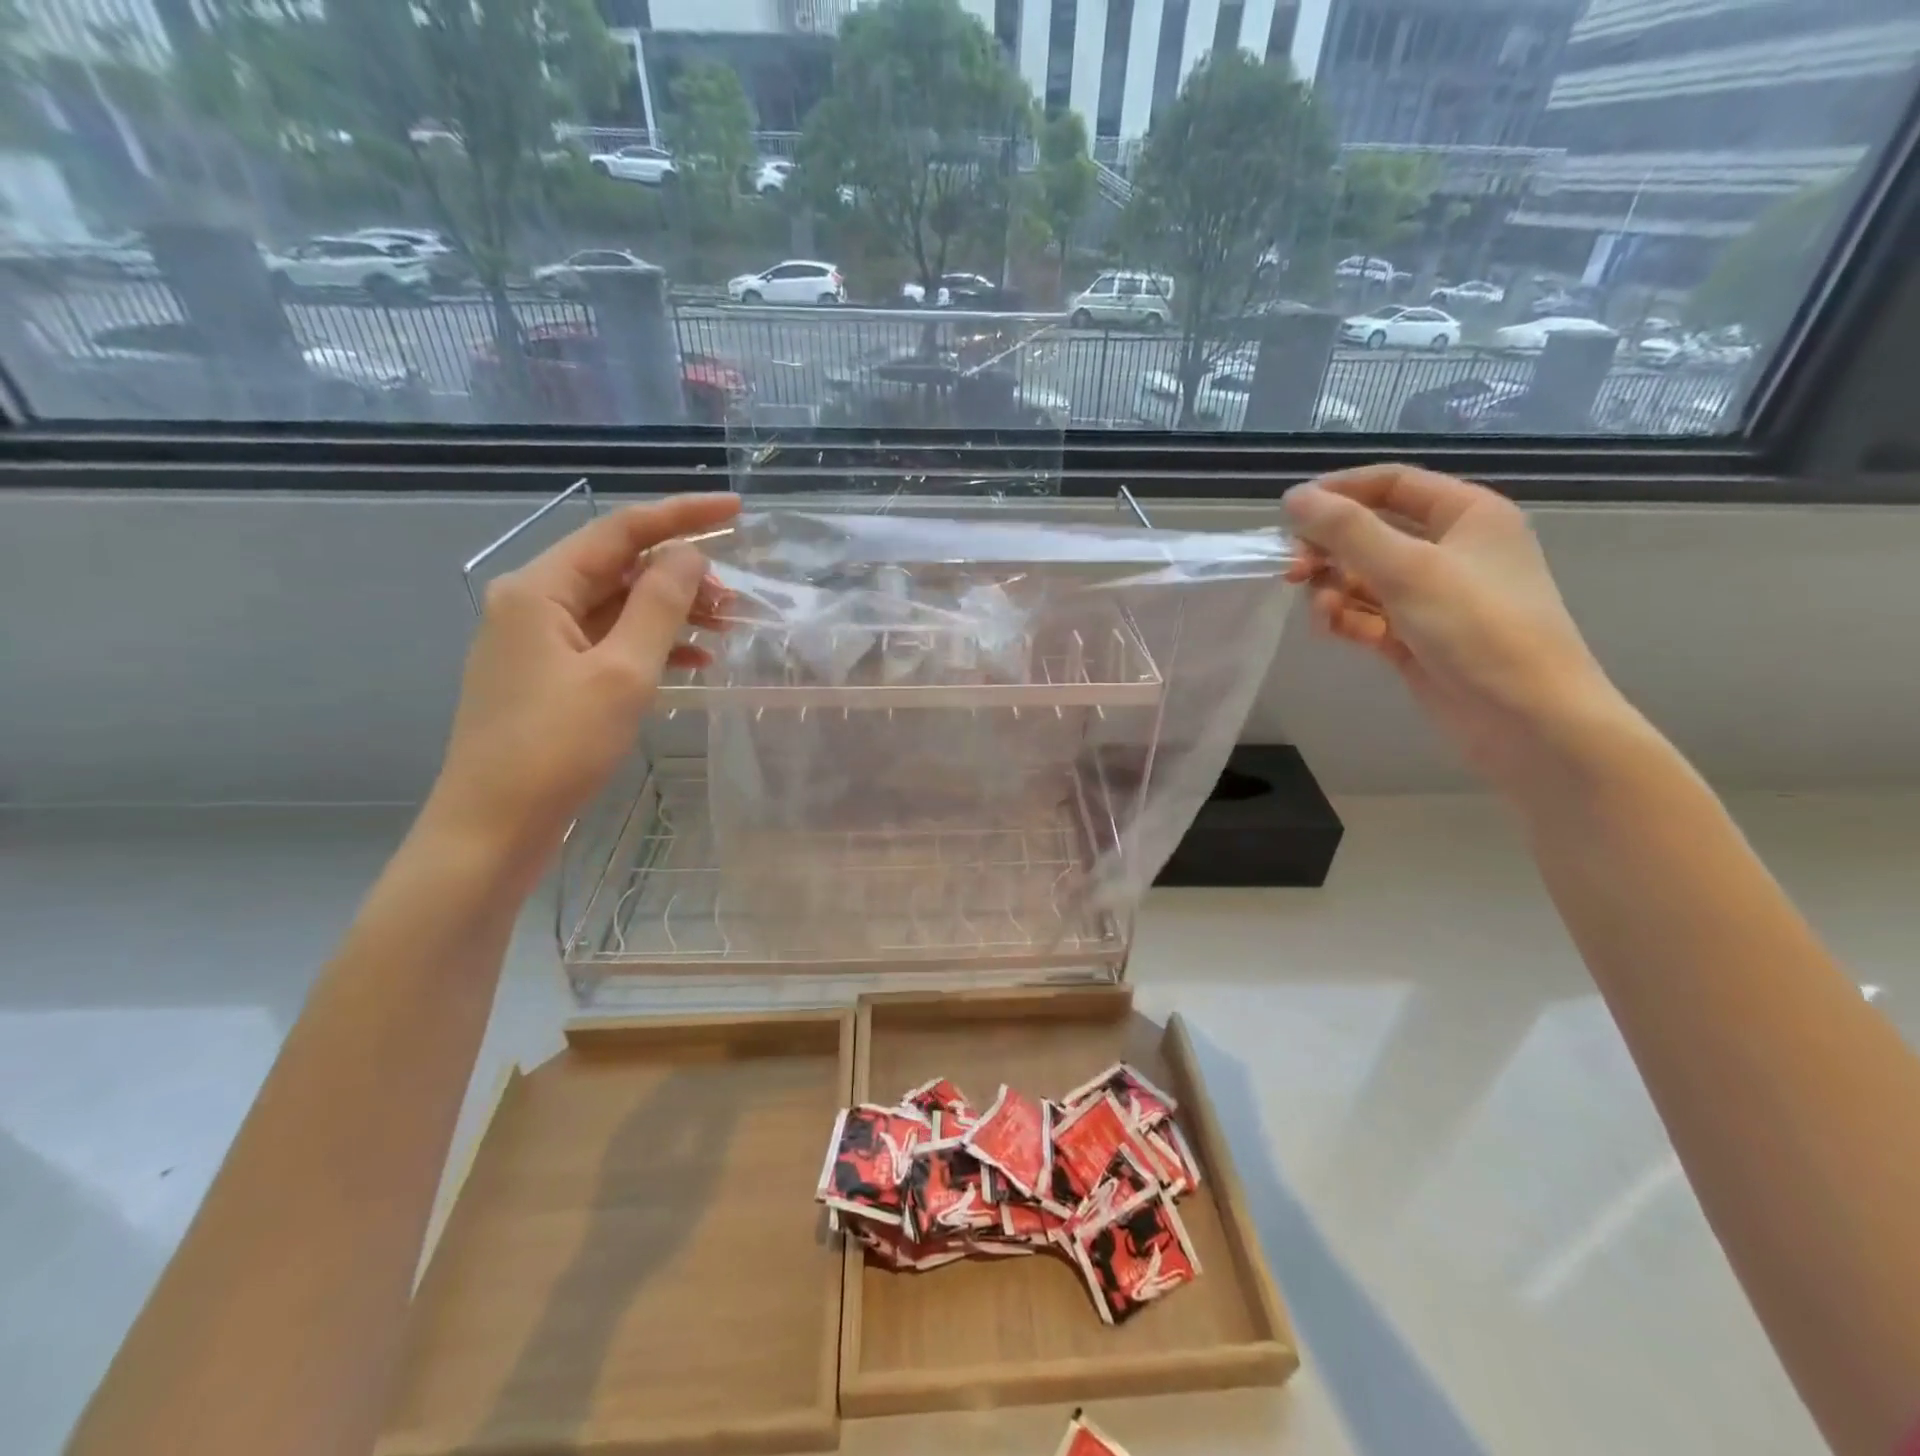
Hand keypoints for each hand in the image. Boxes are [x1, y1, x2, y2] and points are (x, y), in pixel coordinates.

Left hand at [429, 493, 739, 860]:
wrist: (494, 826)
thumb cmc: (557, 746)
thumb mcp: (622, 672)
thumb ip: (659, 606)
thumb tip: (688, 555)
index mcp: (540, 588)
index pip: (620, 531)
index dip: (681, 516)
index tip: (736, 511)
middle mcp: (533, 603)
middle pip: (619, 568)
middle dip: (681, 576)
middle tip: (736, 599)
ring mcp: (538, 642)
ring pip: (616, 607)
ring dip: (671, 613)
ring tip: (727, 628)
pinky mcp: (548, 676)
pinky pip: (608, 642)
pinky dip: (651, 645)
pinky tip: (694, 660)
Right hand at [1283, 465, 1632, 790]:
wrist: (1526, 720)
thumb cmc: (1478, 629)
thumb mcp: (1409, 570)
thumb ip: (1347, 530)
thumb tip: (1293, 498)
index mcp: (1466, 514)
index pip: (1392, 484)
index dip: (1339, 492)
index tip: (1290, 513)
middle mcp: (1450, 549)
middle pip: (1370, 533)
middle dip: (1329, 551)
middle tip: (1292, 572)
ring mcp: (1431, 596)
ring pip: (1362, 578)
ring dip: (1333, 590)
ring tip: (1322, 613)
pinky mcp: (1414, 636)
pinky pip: (1367, 614)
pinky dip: (1346, 619)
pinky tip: (1333, 631)